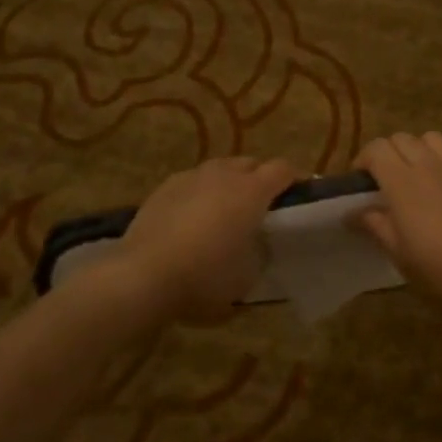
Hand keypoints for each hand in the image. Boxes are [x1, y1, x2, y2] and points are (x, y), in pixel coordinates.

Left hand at [114, 156, 295, 322]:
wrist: (143, 276)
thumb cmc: (205, 278)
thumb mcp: (247, 277)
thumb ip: (260, 254)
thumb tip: (258, 245)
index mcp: (251, 192)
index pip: (283, 169)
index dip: (295, 179)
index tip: (299, 195)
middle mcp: (223, 175)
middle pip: (250, 163)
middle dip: (260, 178)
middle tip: (261, 206)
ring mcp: (190, 177)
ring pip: (219, 169)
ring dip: (229, 183)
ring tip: (225, 210)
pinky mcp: (164, 188)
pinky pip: (192, 182)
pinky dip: (200, 193)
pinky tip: (193, 218)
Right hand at [351, 133, 441, 314]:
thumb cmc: (440, 271)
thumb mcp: (398, 254)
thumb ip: (374, 226)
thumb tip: (351, 212)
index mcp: (403, 183)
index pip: (377, 148)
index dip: (363, 159)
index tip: (359, 184)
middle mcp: (430, 167)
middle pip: (403, 138)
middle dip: (387, 152)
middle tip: (383, 181)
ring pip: (434, 138)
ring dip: (419, 148)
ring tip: (415, 173)